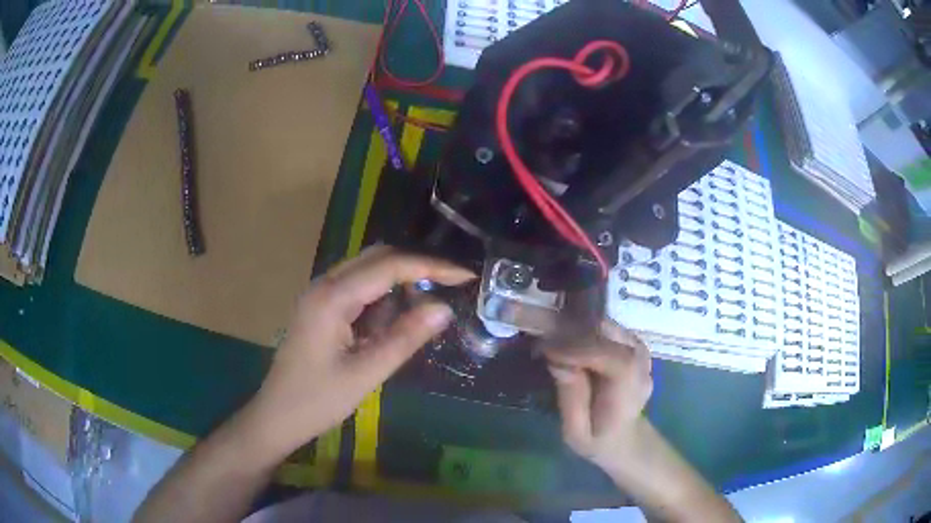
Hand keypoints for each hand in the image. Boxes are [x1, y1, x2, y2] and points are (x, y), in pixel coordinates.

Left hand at [242, 246, 474, 459]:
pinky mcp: (320, 307)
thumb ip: (405, 338)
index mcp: (333, 297)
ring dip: (399, 279)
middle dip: (417, 266)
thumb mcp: (366, 373)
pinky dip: (382, 294)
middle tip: (451, 284)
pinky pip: (357, 287)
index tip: (465, 275)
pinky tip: (395, 317)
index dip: (431, 267)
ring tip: (429, 300)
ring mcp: (320, 294)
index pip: (390, 266)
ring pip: (367, 270)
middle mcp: (324, 285)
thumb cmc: (318, 400)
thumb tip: (444, 309)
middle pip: (377, 257)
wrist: (277, 415)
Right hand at [544, 320, 652, 474]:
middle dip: (569, 331)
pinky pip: (603, 328)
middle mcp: (640, 360)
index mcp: (630, 386)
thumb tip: (558, 362)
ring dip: (573, 328)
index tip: (545, 349)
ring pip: (603, 324)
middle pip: (606, 332)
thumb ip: (571, 399)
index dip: (577, 348)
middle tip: (539, 339)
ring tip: (547, 339)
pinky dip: (581, 330)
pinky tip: (564, 342)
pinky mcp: (630, 342)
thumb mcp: (577, 433)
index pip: (610, 356)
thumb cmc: (599, 440)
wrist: (626, 438)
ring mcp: (638, 348)